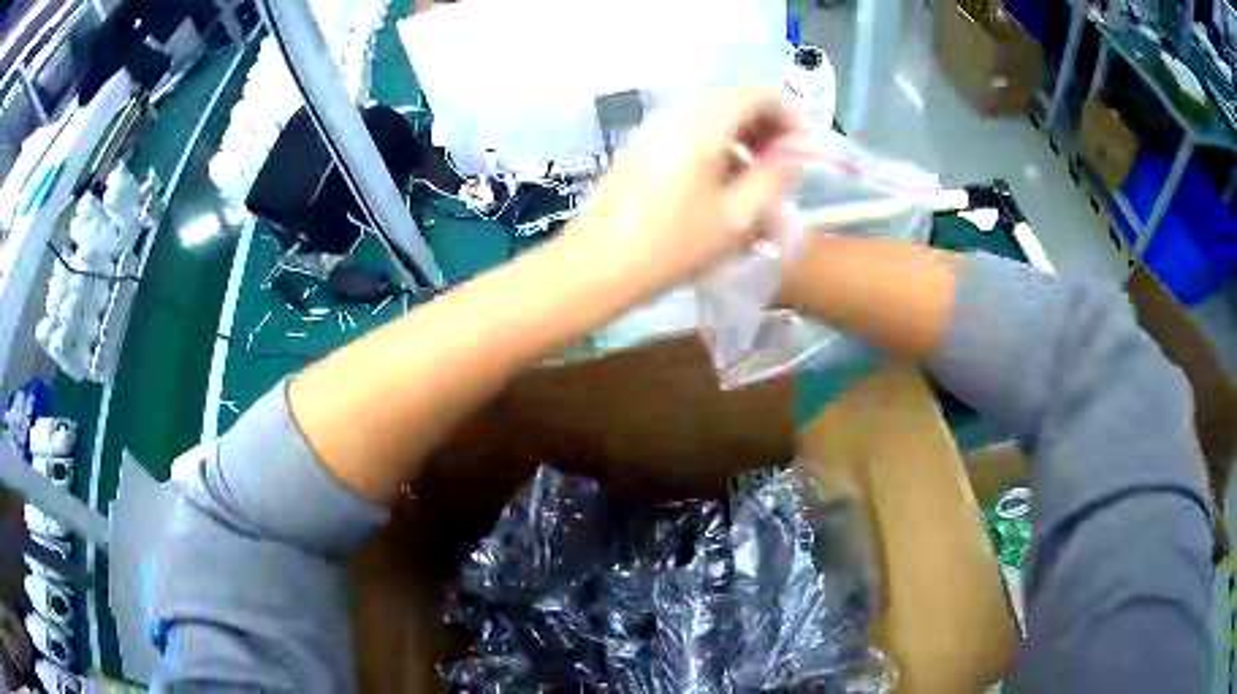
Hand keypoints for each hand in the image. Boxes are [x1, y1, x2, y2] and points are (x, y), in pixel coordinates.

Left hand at [569, 88, 799, 292]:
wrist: (597, 265)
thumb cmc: (673, 243)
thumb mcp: (738, 215)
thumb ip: (776, 176)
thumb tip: (797, 153)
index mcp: (704, 120)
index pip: (759, 94)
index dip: (789, 117)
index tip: (802, 152)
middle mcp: (677, 112)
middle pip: (735, 103)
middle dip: (767, 132)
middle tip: (782, 171)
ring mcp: (654, 128)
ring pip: (713, 120)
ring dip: (742, 144)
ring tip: (755, 186)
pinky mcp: (641, 147)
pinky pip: (689, 135)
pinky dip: (715, 152)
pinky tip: (720, 190)